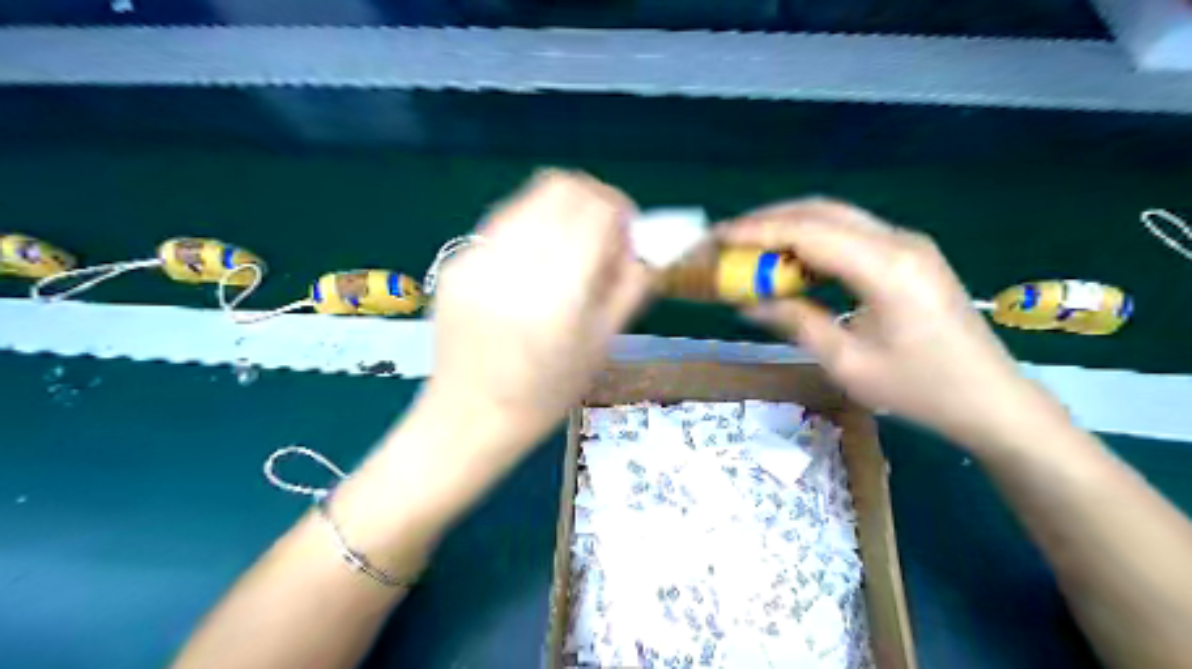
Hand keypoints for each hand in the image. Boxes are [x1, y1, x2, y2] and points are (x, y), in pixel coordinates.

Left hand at [418, 167, 649, 448]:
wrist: (471, 416)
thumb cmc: (546, 392)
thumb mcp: (602, 344)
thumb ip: (629, 285)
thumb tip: (640, 243)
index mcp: (560, 290)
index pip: (598, 210)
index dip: (622, 211)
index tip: (627, 233)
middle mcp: (516, 262)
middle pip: (562, 187)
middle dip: (593, 200)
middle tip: (602, 232)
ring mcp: (478, 257)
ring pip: (529, 198)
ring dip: (560, 211)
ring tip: (568, 248)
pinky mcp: (457, 262)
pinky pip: (503, 223)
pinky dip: (531, 229)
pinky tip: (533, 265)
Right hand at [715, 197, 1044, 449]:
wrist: (990, 399)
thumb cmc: (920, 390)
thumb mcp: (847, 363)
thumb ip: (796, 323)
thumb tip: (749, 303)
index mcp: (886, 268)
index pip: (808, 233)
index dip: (757, 232)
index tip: (717, 236)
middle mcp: (898, 242)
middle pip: (822, 211)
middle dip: (769, 220)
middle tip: (728, 237)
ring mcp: (908, 244)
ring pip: (836, 217)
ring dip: (790, 226)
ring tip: (750, 246)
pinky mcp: (909, 254)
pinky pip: (851, 234)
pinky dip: (814, 240)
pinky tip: (792, 260)